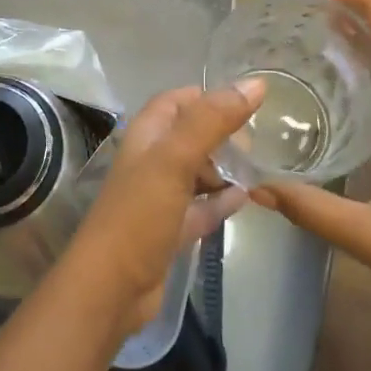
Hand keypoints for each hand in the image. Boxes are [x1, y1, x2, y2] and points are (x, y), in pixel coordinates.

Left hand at [63, 82, 263, 328]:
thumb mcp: (176, 159)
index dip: (209, 97)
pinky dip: (221, 201)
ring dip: (224, 168)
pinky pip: (201, 207)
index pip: (177, 101)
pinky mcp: (170, 230)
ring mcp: (159, 197)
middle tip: (257, 143)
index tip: (248, 104)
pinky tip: (246, 199)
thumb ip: (212, 120)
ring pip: (197, 172)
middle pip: (190, 135)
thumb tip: (255, 83)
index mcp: (146, 136)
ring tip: (259, 168)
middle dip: (222, 134)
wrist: (111, 287)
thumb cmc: (140, 214)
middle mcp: (151, 161)